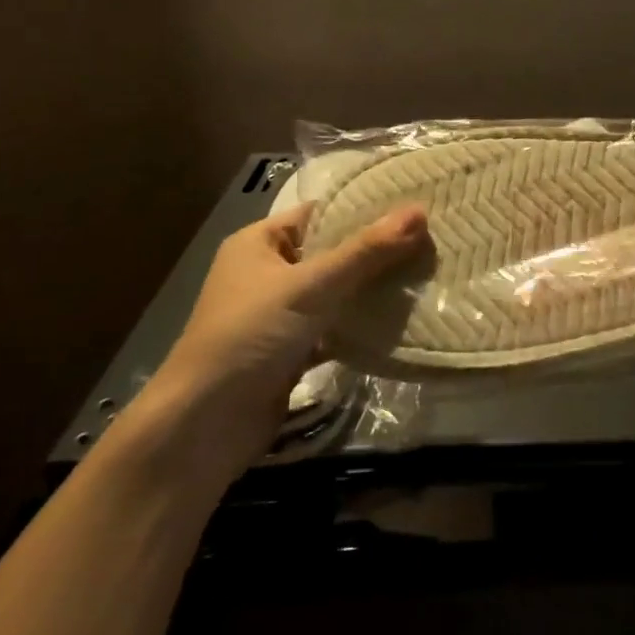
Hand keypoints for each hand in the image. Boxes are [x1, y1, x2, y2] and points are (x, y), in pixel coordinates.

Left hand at [133, 202, 428, 485]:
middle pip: (331, 253)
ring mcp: (278, 316)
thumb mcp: (312, 286)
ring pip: (335, 293)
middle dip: (376, 252)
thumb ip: (366, 251)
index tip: (413, 208)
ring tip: (425, 276)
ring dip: (372, 291)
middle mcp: (267, 273)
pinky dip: (361, 327)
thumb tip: (419, 211)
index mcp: (259, 243)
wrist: (204, 426)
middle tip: (430, 243)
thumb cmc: (250, 335)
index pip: (319, 213)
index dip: (364, 209)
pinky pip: (334, 329)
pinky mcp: (290, 353)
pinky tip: (401, 322)